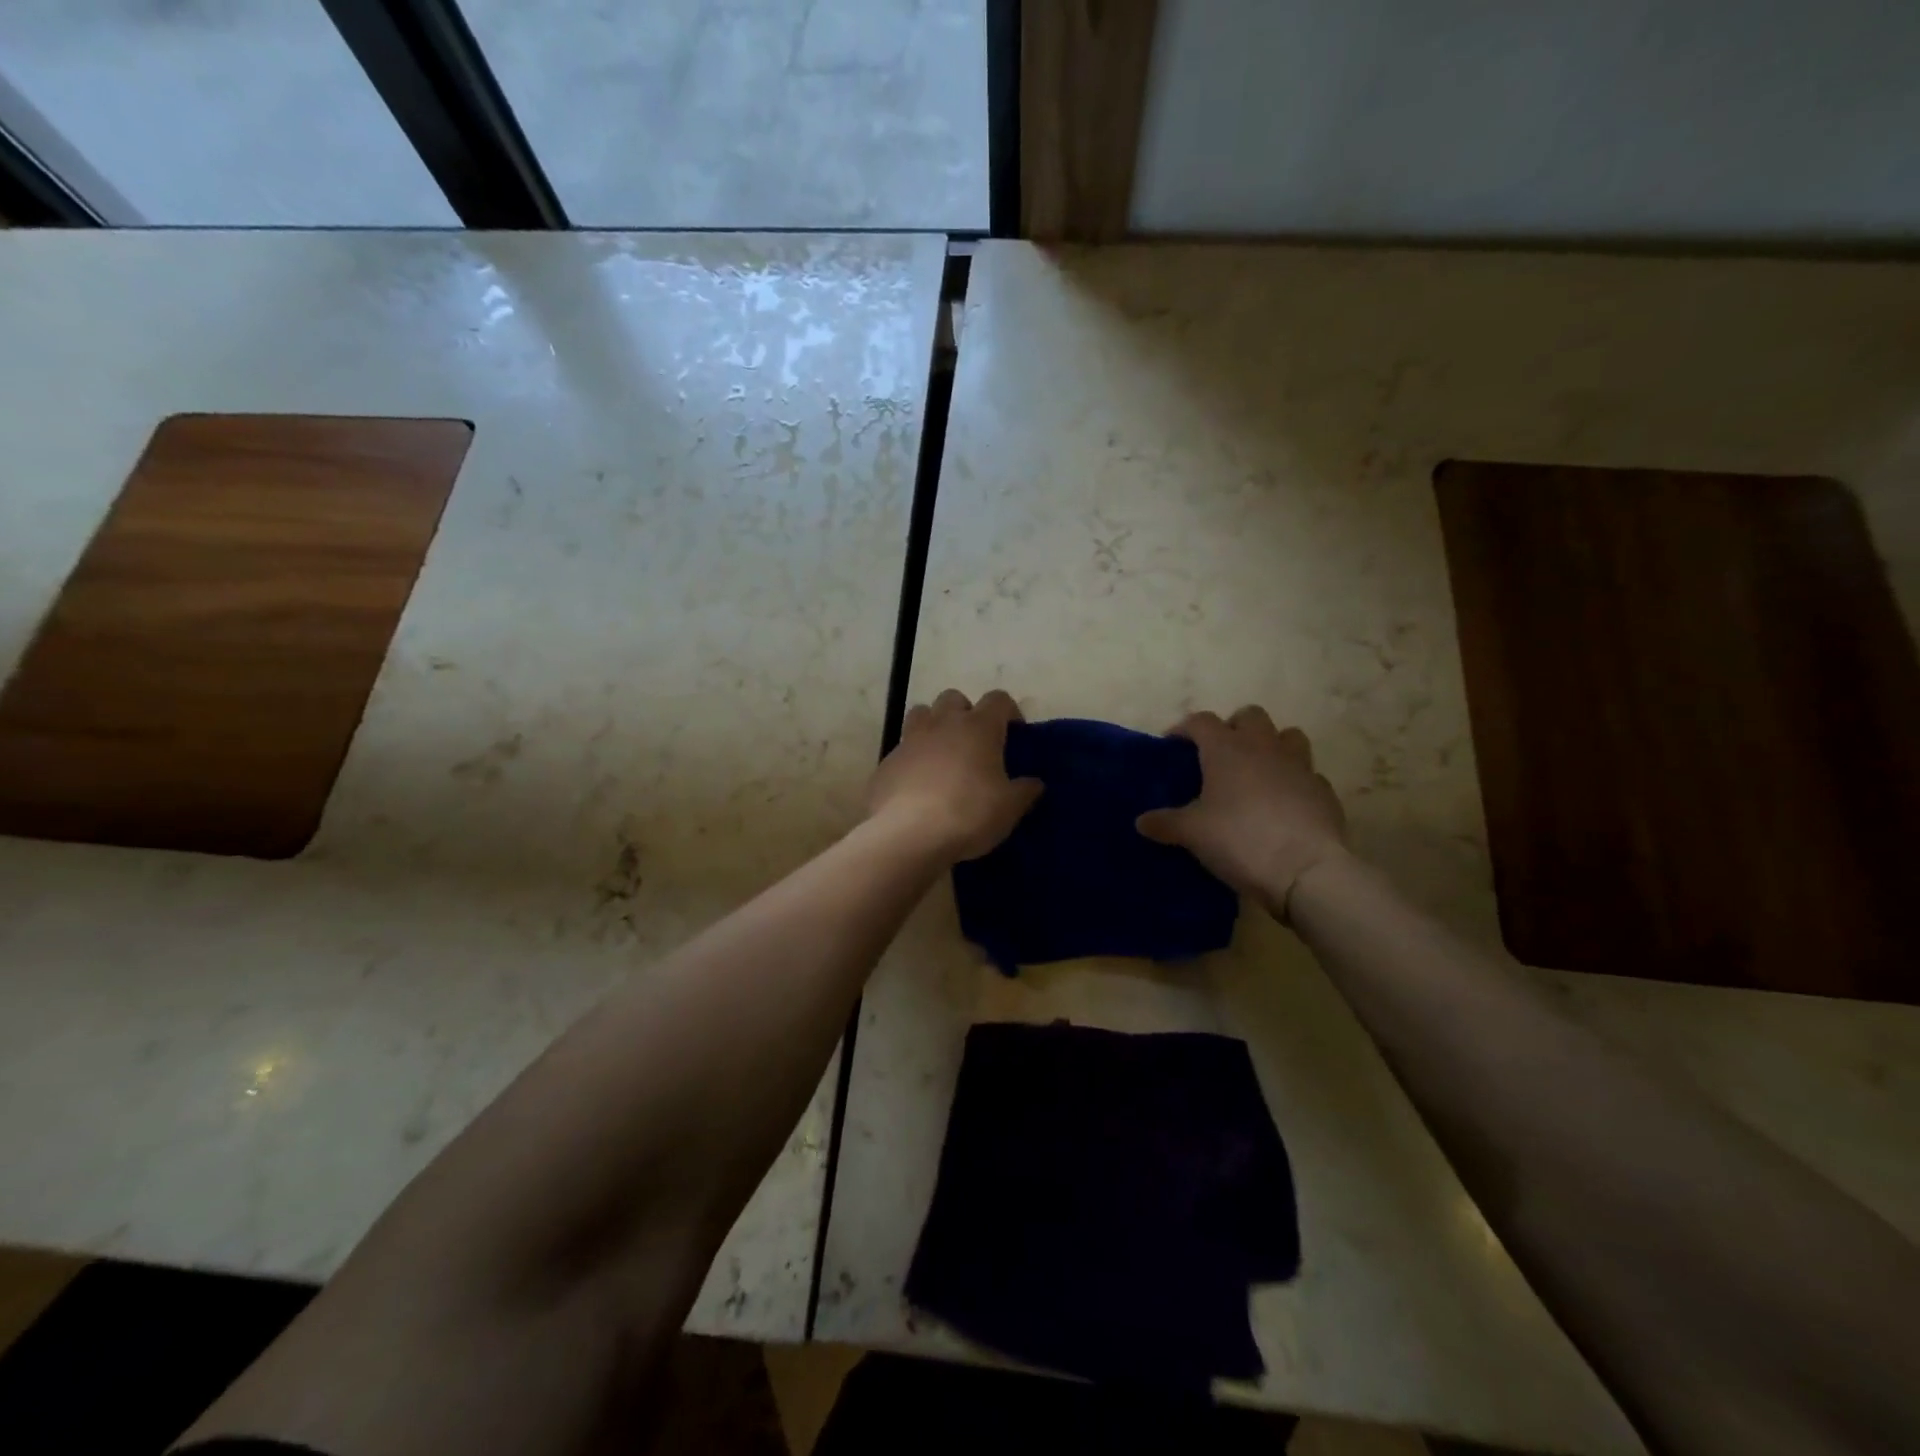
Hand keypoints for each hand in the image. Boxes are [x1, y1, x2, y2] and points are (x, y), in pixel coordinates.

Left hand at [867, 689, 1043, 862]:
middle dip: (965, 712)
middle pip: (954, 698)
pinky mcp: (886, 762)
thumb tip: (1034, 783)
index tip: (1014, 734)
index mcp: (978, 727)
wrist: (907, 834)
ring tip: (943, 756)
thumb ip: (1025, 791)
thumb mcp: (1009, 808)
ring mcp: (910, 740)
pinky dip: (913, 759)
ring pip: (922, 714)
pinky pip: (902, 749)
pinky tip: (918, 786)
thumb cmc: (968, 814)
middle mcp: (943, 724)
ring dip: (934, 726)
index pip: (998, 699)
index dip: (1009, 712)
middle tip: (975, 742)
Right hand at [1136, 706, 1347, 916]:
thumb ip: (1165, 823)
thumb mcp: (1192, 834)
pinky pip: (1307, 774)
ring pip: (1288, 735)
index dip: (1185, 728)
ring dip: (1271, 745)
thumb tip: (1141, 822)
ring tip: (1257, 771)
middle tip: (1219, 754)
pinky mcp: (1323, 790)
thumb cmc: (1239, 840)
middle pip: (1250, 715)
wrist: (1305, 870)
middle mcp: (1264, 747)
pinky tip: (1284, 803)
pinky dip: (1294, 781)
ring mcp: (1299, 766)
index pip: (1202, 721)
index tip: (1173, 745)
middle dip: (1233, 727)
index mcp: (1227, 749)